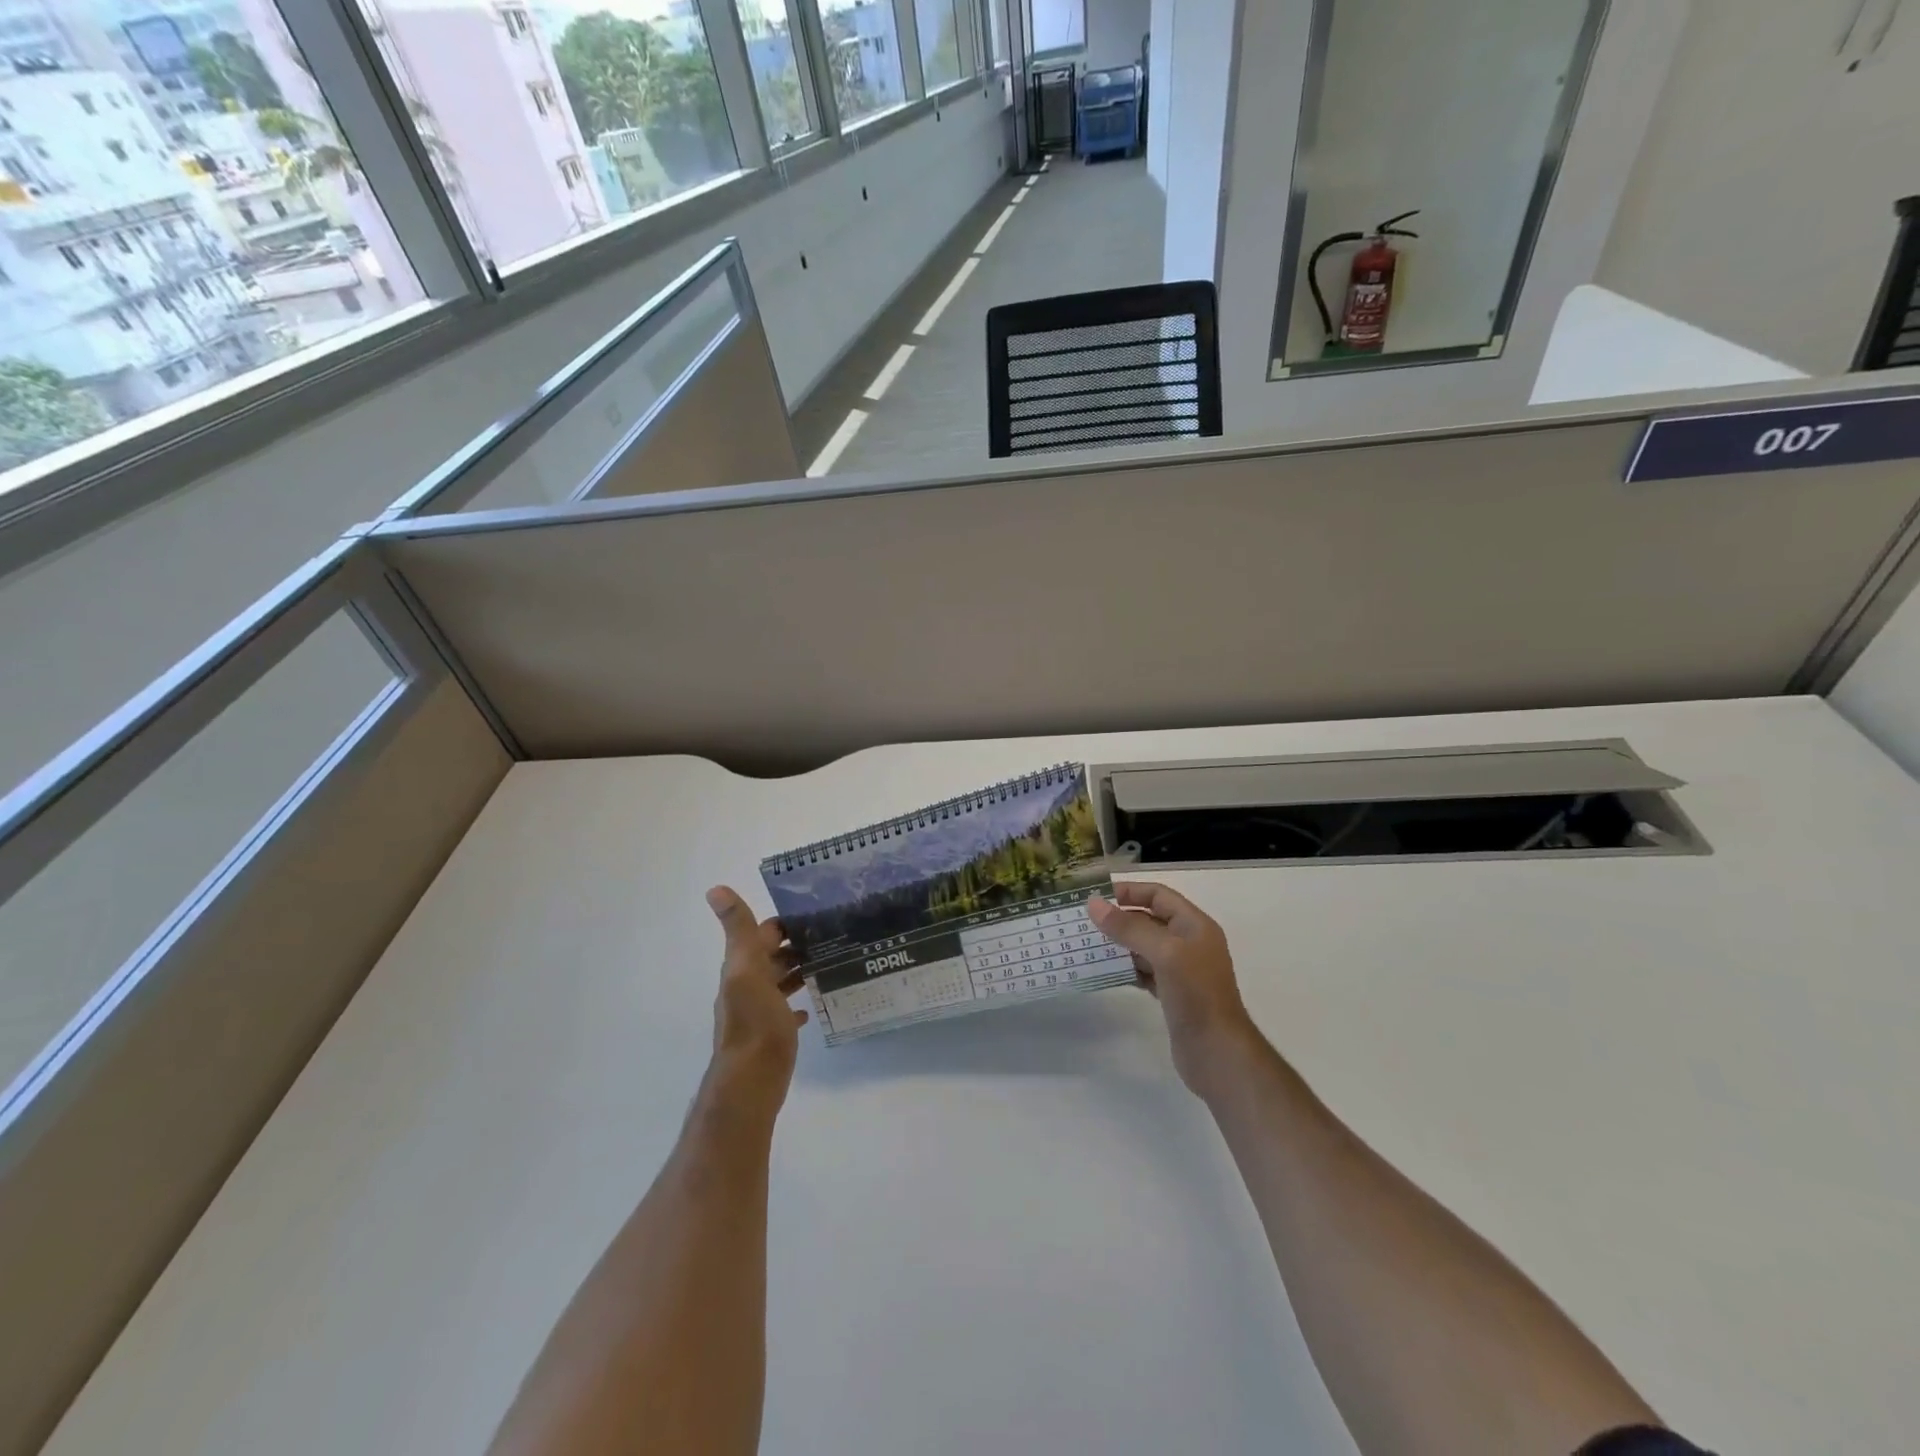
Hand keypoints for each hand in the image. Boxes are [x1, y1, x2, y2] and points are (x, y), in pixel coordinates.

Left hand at [703, 886, 809, 1112]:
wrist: (751, 1082)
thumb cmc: (755, 1023)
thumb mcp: (747, 970)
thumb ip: (738, 930)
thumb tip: (714, 889)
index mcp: (742, 967)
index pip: (763, 932)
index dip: (785, 920)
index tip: (816, 911)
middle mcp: (747, 985)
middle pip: (771, 956)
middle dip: (796, 943)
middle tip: (832, 934)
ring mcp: (758, 1011)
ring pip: (778, 981)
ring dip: (798, 969)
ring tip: (829, 961)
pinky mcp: (771, 1033)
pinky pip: (785, 1010)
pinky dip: (797, 1001)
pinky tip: (812, 1003)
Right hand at [1088, 882, 1254, 1096]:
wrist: (1217, 1052)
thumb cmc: (1195, 994)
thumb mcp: (1164, 953)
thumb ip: (1129, 927)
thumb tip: (1093, 904)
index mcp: (1194, 925)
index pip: (1159, 895)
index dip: (1130, 891)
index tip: (1097, 897)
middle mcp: (1189, 943)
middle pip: (1150, 919)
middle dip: (1120, 918)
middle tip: (1086, 922)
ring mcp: (1182, 970)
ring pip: (1145, 946)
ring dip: (1120, 944)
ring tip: (1090, 945)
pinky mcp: (1172, 994)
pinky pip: (1145, 971)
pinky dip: (1126, 968)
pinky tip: (1107, 971)